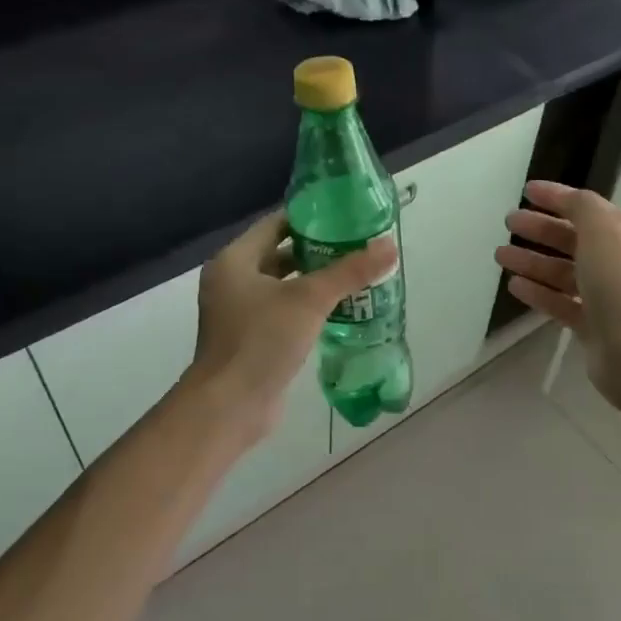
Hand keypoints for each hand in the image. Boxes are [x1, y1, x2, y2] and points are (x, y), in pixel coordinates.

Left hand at [190, 210, 396, 445]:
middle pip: (279, 254)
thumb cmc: (263, 341)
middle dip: (317, 251)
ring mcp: (238, 313)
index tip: (345, 215)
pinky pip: (282, 312)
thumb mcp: (310, 300)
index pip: (275, 224)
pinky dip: (306, 308)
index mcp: (234, 261)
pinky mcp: (250, 339)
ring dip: (314, 281)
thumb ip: (349, 272)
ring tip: (354, 275)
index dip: (309, 217)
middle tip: (356, 246)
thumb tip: (389, 246)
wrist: (231, 405)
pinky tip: (339, 310)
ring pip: (282, 286)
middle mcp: (231, 282)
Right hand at [494, 180, 620, 411]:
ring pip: (565, 273)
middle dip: (541, 230)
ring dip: (533, 262)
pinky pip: (562, 303)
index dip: (558, 198)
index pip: (590, 209)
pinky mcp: (594, 327)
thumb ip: (582, 207)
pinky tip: (515, 286)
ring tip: (500, 255)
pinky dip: (540, 293)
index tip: (526, 191)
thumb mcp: (604, 230)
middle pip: (575, 241)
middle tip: (509, 223)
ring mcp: (609, 298)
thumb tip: (568, 200)